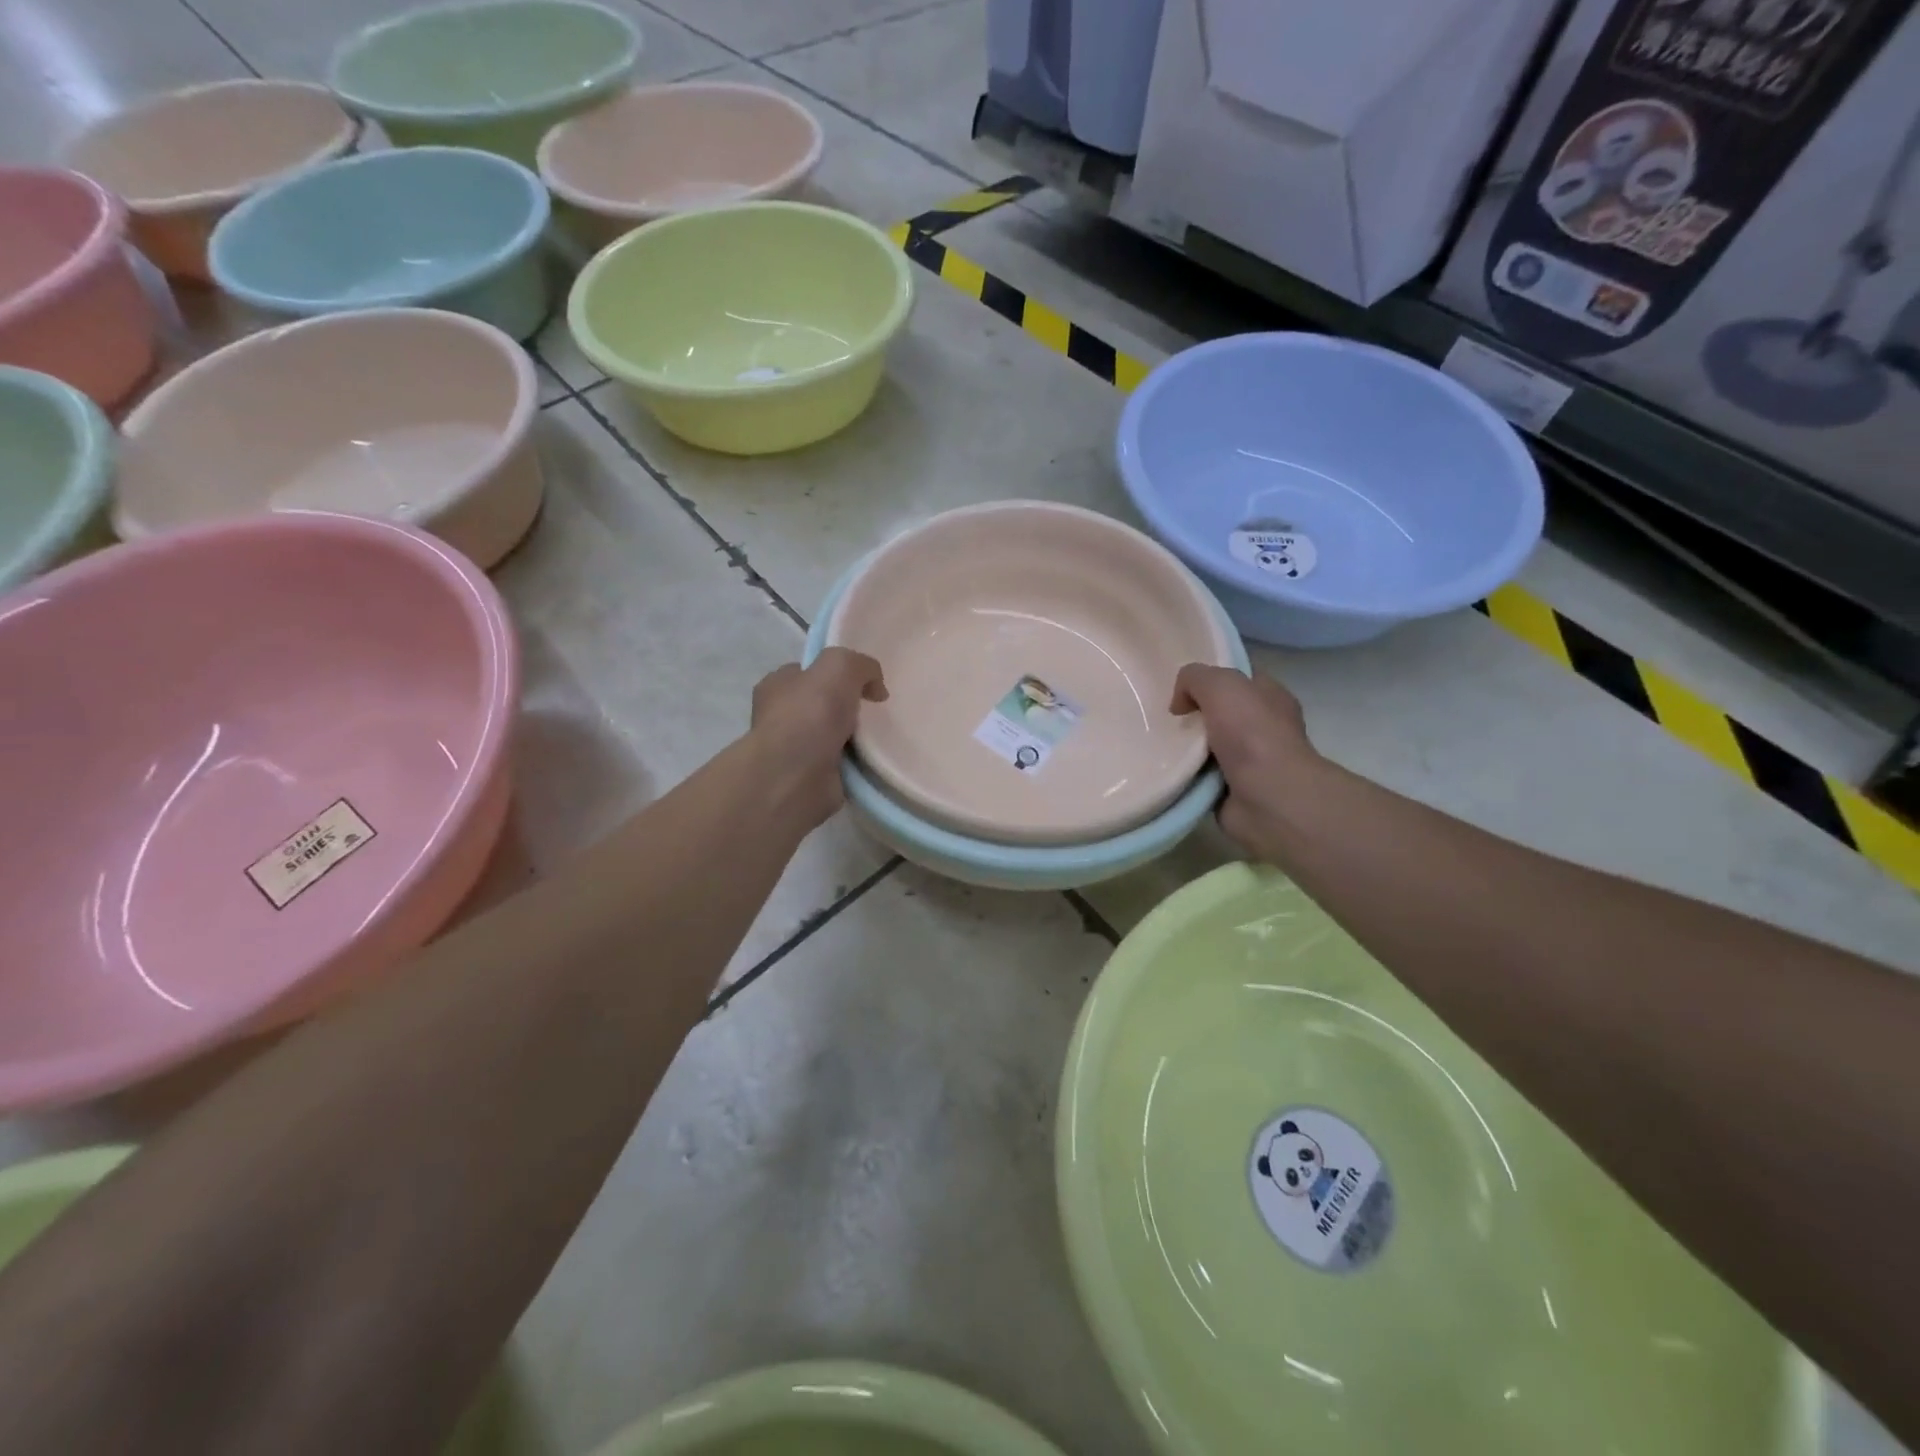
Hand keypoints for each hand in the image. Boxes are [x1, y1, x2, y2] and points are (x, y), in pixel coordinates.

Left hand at [750, 649, 887, 828]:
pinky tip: (873, 761)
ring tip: (881, 738)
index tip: (863, 684)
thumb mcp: (840, 666)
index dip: (834, 674)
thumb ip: (861, 665)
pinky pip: (841, 765)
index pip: (807, 672)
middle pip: (822, 705)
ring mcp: (793, 750)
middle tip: (875, 711)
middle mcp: (780, 716)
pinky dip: (857, 764)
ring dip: (855, 739)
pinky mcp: (809, 778)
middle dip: (847, 708)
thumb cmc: (810, 713)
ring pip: (832, 737)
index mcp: (776, 685)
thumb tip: (875, 689)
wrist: (797, 776)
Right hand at [1171, 664, 1323, 864]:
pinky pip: (1199, 776)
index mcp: (1270, 696)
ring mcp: (1249, 761)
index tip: (1178, 683)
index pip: (1238, 677)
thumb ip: (1194, 678)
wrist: (1268, 798)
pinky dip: (1183, 775)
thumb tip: (1180, 704)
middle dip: (1192, 713)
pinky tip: (1165, 770)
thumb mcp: (1220, 685)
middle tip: (1162, 715)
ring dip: (1183, 747)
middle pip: (1219, 712)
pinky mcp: (1232, 790)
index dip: (1210, 676)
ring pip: (1206, 745)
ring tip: (1155, 743)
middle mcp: (1263, 726)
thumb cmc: (1252, 733)